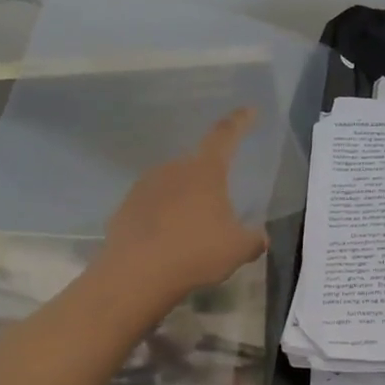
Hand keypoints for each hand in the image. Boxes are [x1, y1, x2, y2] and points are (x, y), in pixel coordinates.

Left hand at [101, 109, 269, 304]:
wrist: (136, 274)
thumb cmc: (196, 252)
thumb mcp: (238, 250)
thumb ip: (253, 240)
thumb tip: (260, 238)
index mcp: (205, 171)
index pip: (225, 135)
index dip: (240, 122)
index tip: (249, 110)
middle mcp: (173, 169)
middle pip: (197, 168)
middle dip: (209, 184)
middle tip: (218, 211)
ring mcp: (144, 187)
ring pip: (172, 188)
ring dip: (183, 203)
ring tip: (191, 234)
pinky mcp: (124, 208)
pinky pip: (151, 208)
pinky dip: (161, 221)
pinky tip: (166, 245)